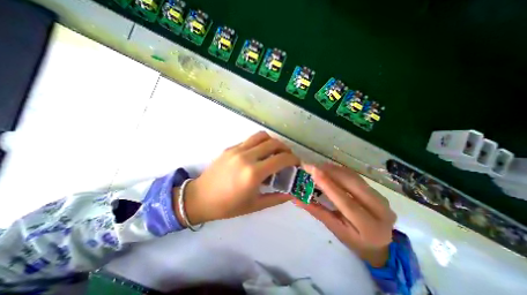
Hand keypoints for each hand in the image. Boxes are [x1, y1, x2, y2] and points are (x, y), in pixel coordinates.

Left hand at [175, 132, 299, 225]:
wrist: (200, 198)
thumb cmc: (228, 206)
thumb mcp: (255, 206)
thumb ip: (277, 198)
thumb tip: (291, 193)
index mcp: (253, 173)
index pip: (281, 158)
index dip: (293, 159)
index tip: (296, 163)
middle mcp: (246, 157)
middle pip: (273, 143)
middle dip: (285, 148)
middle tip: (287, 157)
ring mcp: (237, 150)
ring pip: (261, 136)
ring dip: (273, 141)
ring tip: (275, 151)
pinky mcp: (230, 147)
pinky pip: (250, 140)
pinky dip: (260, 143)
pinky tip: (259, 154)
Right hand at [295, 163, 396, 266]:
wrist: (379, 243)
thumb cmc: (354, 240)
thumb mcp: (335, 229)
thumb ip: (317, 211)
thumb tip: (296, 198)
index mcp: (369, 227)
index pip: (346, 202)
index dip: (329, 185)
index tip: (314, 171)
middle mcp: (381, 210)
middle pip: (353, 185)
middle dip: (331, 172)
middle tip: (312, 166)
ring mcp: (381, 198)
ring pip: (354, 177)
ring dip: (335, 170)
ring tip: (318, 167)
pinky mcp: (377, 191)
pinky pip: (356, 177)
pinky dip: (341, 171)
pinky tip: (329, 169)